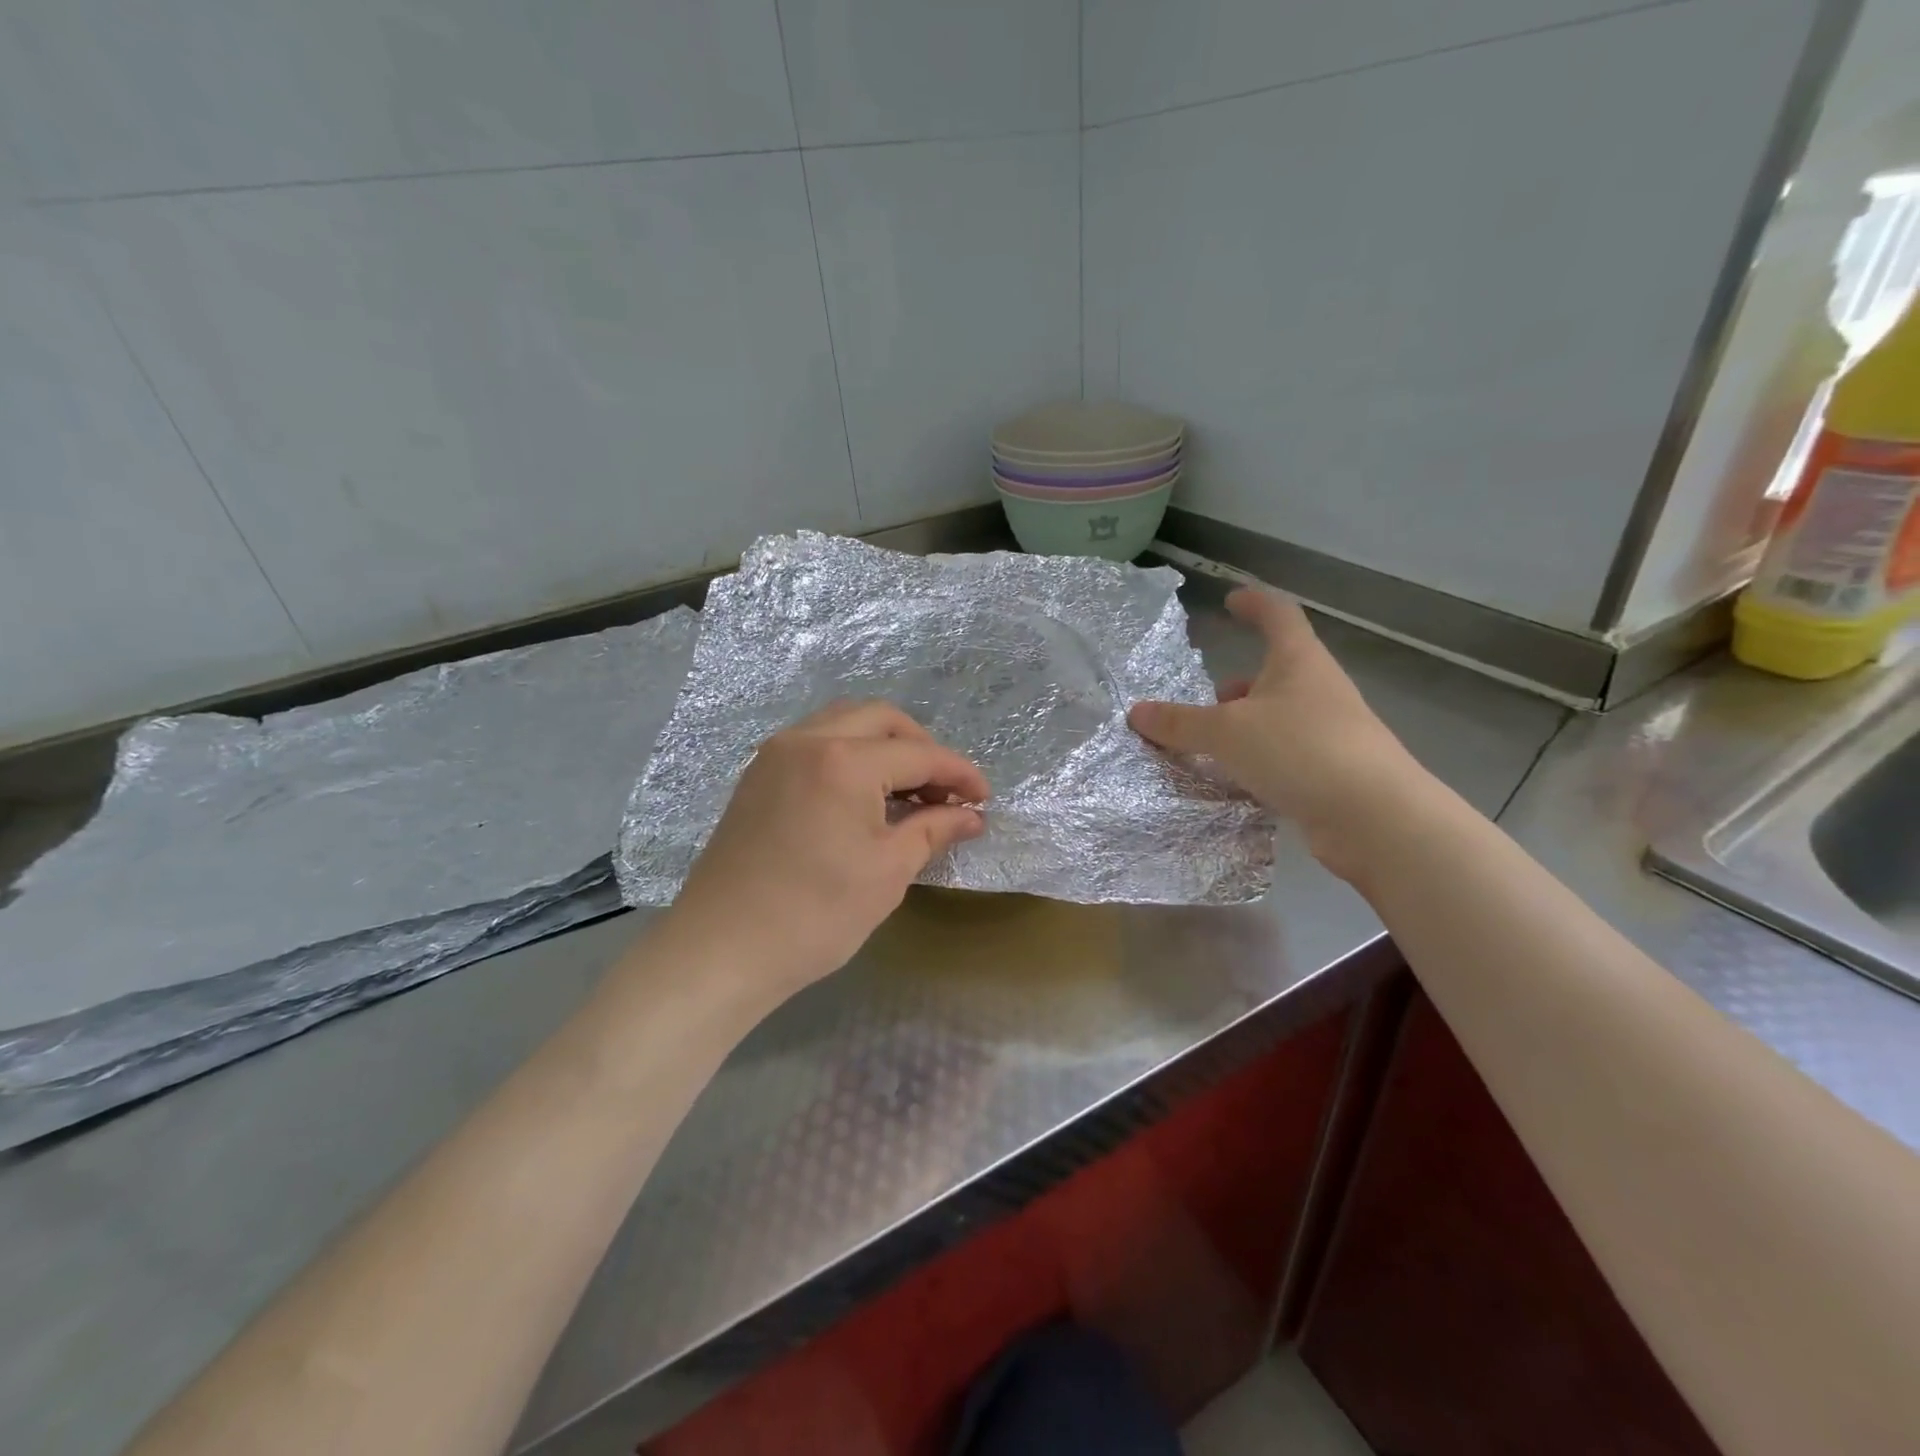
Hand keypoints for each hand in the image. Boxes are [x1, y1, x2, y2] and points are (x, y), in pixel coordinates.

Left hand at [664, 700, 989, 1001]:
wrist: (721, 950)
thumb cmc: (815, 915)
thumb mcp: (888, 872)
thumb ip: (934, 830)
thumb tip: (971, 815)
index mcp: (843, 760)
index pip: (918, 753)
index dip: (959, 773)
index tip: (985, 798)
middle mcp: (806, 739)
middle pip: (882, 719)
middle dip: (922, 747)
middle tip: (945, 790)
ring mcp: (775, 754)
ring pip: (844, 723)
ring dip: (884, 746)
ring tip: (908, 792)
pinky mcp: (757, 775)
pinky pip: (815, 742)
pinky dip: (850, 754)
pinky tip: (864, 796)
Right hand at [1128, 588, 1426, 876]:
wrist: (1375, 818)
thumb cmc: (1300, 751)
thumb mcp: (1227, 732)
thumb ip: (1180, 722)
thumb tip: (1136, 712)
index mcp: (1299, 662)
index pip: (1278, 615)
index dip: (1254, 604)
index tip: (1231, 600)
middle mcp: (1318, 691)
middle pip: (1278, 672)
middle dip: (1241, 682)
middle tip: (1208, 698)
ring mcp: (1330, 733)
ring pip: (1279, 717)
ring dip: (1247, 724)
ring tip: (1212, 745)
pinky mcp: (1330, 772)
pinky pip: (1285, 755)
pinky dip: (1258, 760)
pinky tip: (1235, 780)